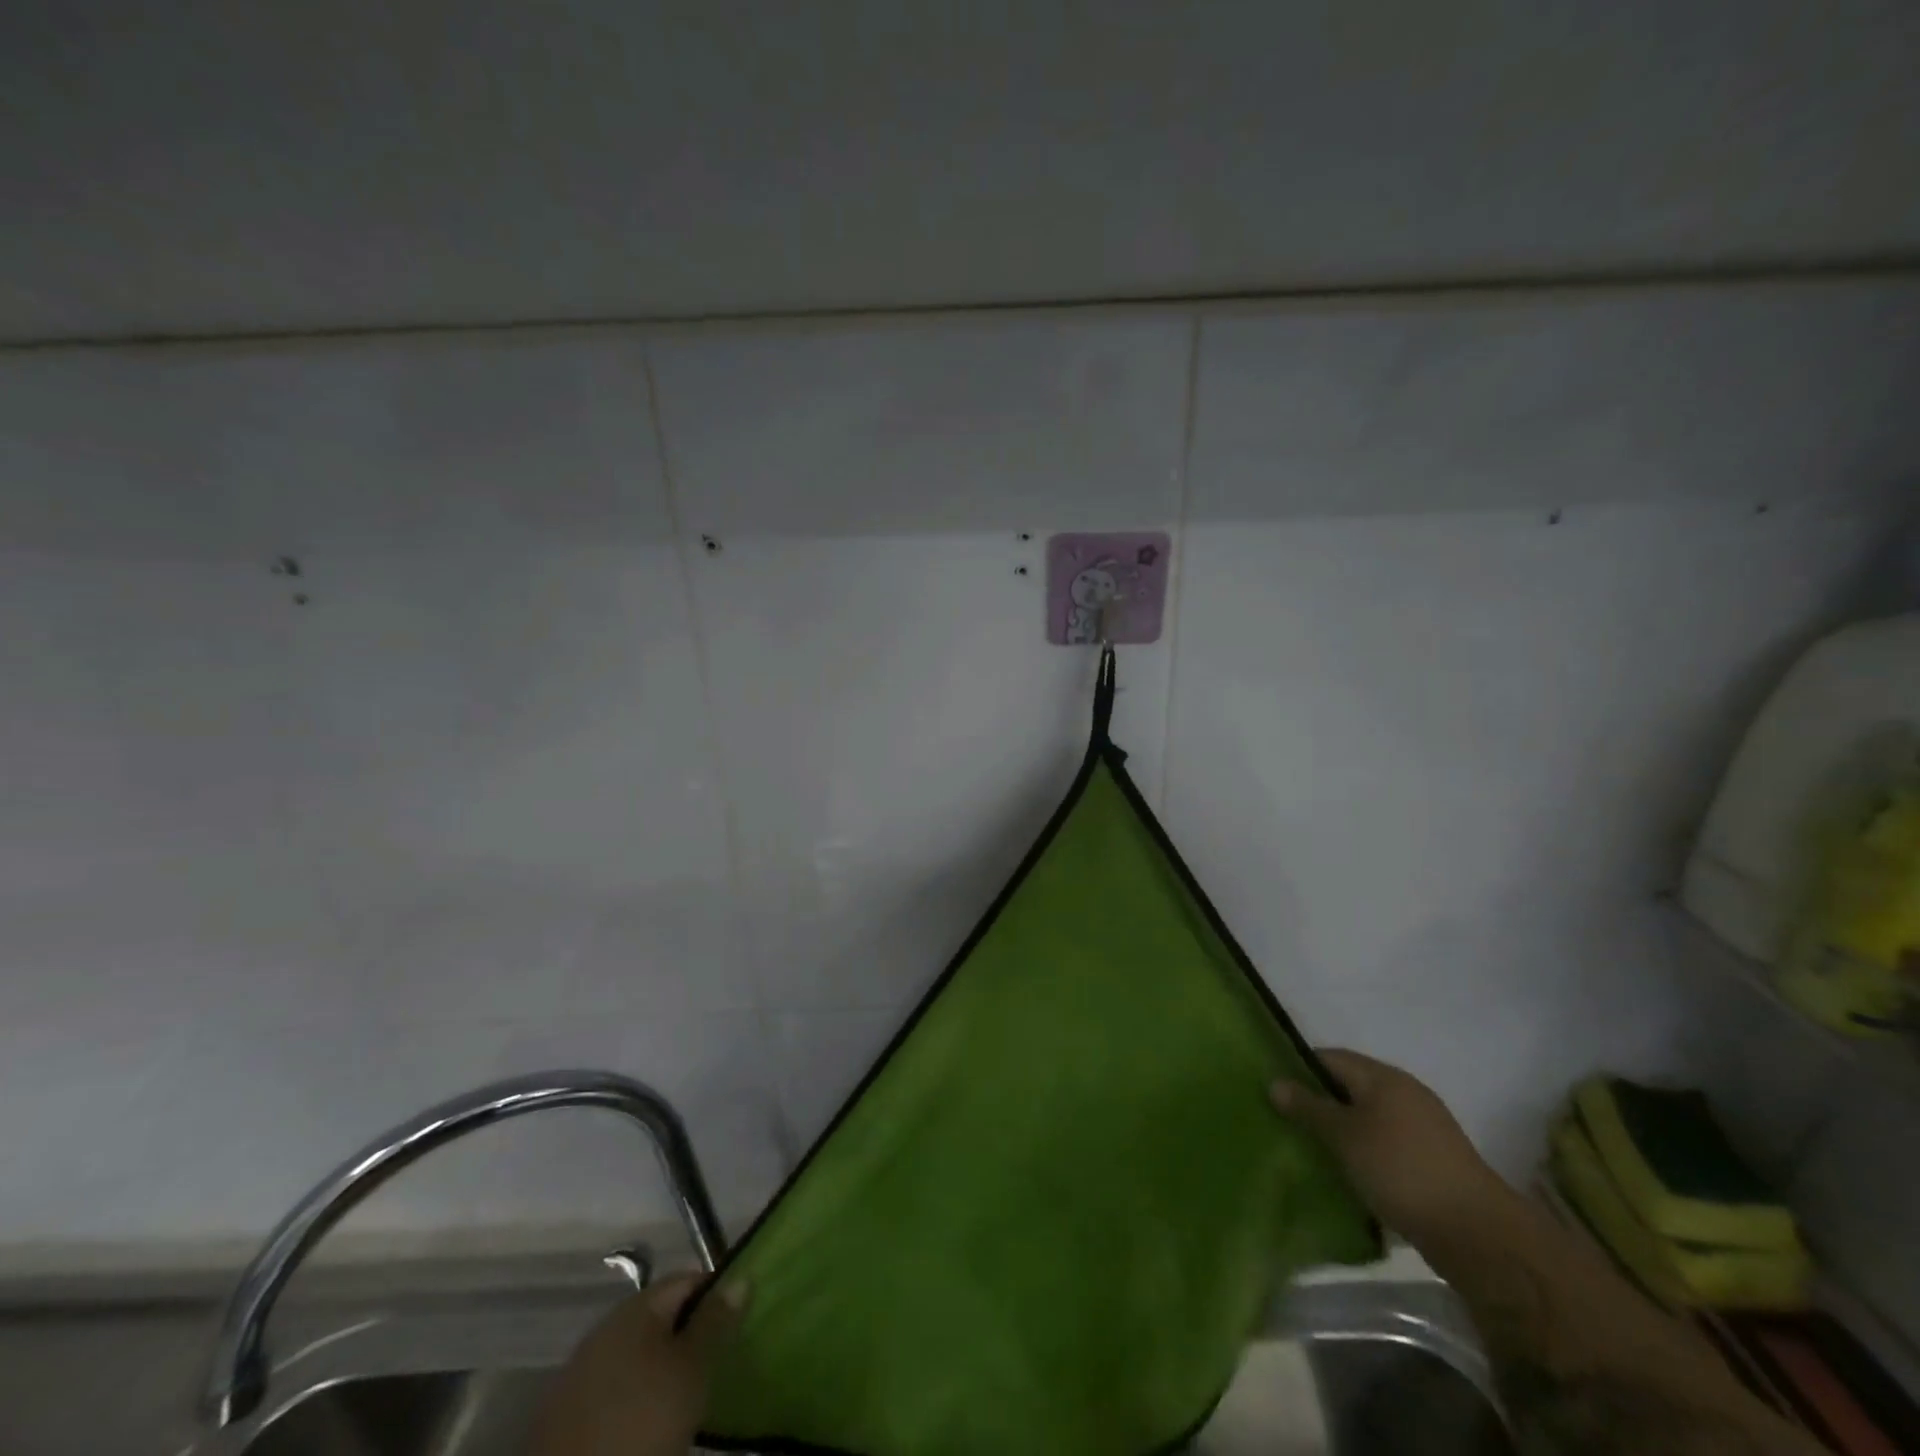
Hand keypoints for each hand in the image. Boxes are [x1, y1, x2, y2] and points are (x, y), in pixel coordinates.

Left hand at [531, 1272, 745, 1455]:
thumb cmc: (643, 1421)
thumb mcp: (693, 1370)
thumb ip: (716, 1320)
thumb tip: (741, 1277)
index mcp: (635, 1306)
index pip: (686, 1279)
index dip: (715, 1295)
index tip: (735, 1325)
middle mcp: (606, 1326)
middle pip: (660, 1315)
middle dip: (688, 1332)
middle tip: (714, 1363)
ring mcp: (581, 1369)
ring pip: (636, 1350)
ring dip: (660, 1363)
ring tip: (684, 1395)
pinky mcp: (566, 1412)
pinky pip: (615, 1383)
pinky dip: (635, 1391)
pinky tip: (647, 1417)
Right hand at [1271, 1049, 1509, 1246]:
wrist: (1478, 1235)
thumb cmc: (1401, 1170)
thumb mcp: (1345, 1137)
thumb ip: (1309, 1108)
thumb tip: (1275, 1082)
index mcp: (1384, 1077)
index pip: (1330, 1058)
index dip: (1299, 1069)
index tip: (1275, 1091)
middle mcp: (1406, 1094)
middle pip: (1350, 1088)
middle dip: (1319, 1103)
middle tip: (1287, 1123)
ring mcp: (1424, 1129)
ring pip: (1368, 1120)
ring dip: (1342, 1132)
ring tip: (1312, 1151)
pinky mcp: (1434, 1162)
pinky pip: (1386, 1146)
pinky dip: (1365, 1154)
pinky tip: (1349, 1175)